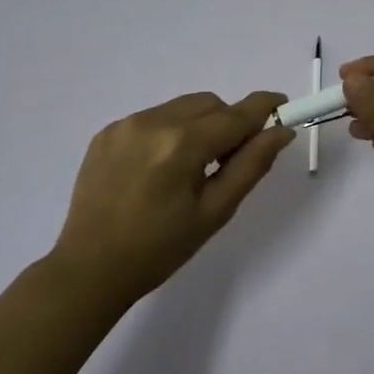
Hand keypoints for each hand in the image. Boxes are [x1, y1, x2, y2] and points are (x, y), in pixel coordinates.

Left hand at [49, 90, 293, 305]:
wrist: (90, 269)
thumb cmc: (159, 249)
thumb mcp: (214, 212)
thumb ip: (251, 166)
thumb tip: (280, 132)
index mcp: (181, 144)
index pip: (235, 115)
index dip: (264, 107)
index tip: (284, 106)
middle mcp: (152, 122)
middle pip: (208, 104)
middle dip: (229, 122)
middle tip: (231, 159)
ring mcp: (124, 125)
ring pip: (180, 108)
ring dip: (198, 125)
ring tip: (192, 167)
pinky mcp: (106, 133)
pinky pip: (152, 118)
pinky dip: (169, 132)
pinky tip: (160, 169)